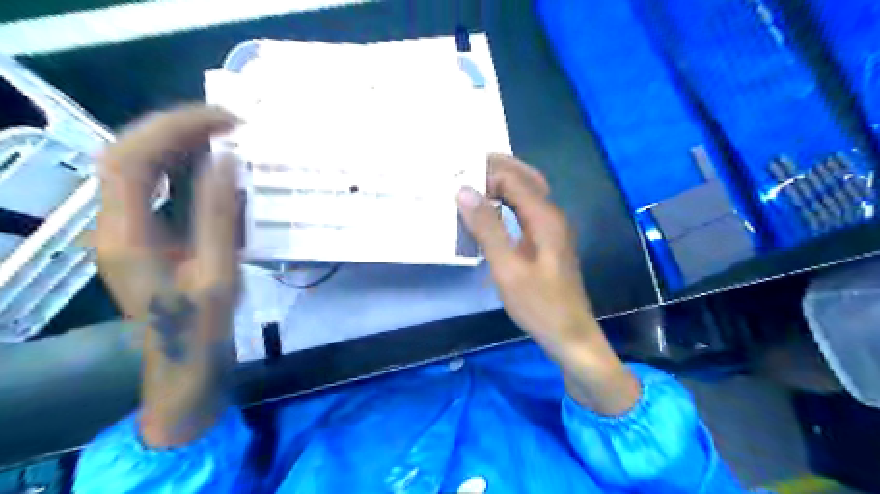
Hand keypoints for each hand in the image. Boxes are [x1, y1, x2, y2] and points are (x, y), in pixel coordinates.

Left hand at [94, 107, 240, 444]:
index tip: (227, 122)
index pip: (132, 159)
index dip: (175, 129)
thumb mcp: (219, 273)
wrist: (183, 363)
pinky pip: (154, 185)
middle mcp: (113, 224)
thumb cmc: (203, 326)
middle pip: (129, 154)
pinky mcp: (142, 234)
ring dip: (178, 143)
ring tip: (224, 136)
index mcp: (126, 235)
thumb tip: (227, 161)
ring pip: (138, 166)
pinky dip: (182, 165)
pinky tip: (212, 165)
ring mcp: (123, 228)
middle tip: (230, 124)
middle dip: (177, 128)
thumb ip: (219, 216)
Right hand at [453, 155, 639, 412]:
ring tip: (476, 180)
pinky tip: (493, 209)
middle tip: (469, 163)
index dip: (487, 174)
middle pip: (527, 178)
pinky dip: (509, 201)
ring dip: (505, 182)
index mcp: (545, 217)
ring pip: (529, 193)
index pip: (515, 180)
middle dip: (500, 167)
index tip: (459, 179)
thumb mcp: (507, 267)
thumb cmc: (538, 303)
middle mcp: (552, 215)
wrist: (568, 332)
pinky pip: (527, 209)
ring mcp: (552, 228)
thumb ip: (487, 228)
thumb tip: (464, 192)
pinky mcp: (548, 241)